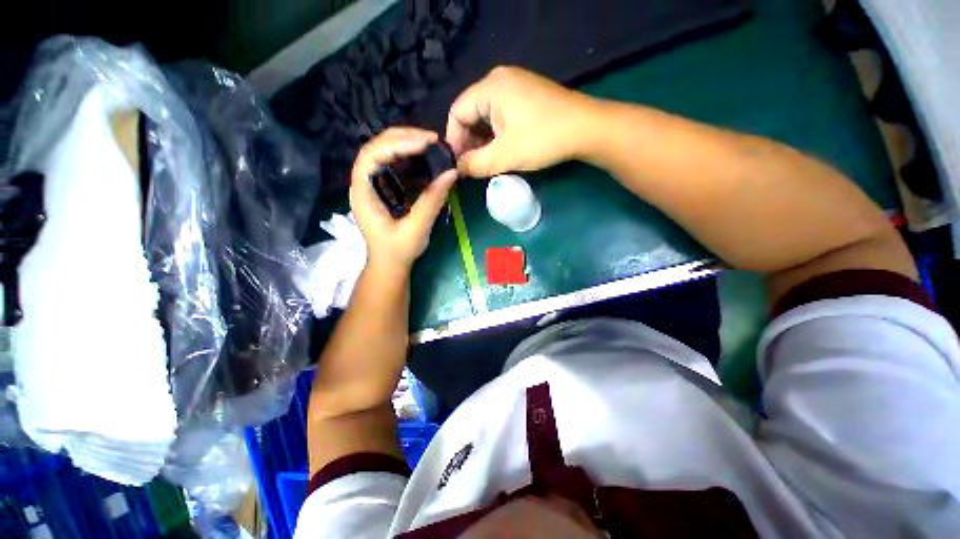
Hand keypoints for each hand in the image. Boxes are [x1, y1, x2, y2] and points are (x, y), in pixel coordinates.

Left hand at [350, 128, 457, 270]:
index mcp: (364, 193)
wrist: (389, 264)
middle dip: (404, 138)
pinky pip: (393, 163)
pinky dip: (410, 156)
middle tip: (433, 139)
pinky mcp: (384, 186)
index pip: (372, 156)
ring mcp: (373, 183)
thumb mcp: (417, 228)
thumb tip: (452, 172)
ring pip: (384, 151)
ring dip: (407, 143)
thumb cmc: (398, 251)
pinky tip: (426, 157)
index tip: (426, 143)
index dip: (397, 144)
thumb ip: (432, 200)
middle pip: (377, 147)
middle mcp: (364, 182)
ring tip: (432, 144)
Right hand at [446, 66, 599, 177]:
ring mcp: (515, 85)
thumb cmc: (542, 140)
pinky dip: (496, 134)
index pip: (457, 113)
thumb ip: (475, 164)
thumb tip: (458, 168)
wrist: (587, 129)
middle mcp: (499, 80)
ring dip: (482, 140)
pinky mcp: (527, 95)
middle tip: (472, 166)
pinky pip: (501, 114)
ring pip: (486, 115)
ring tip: (485, 162)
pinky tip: (500, 150)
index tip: (458, 165)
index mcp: (489, 87)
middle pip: (470, 113)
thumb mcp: (503, 156)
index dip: (453, 141)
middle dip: (468, 142)